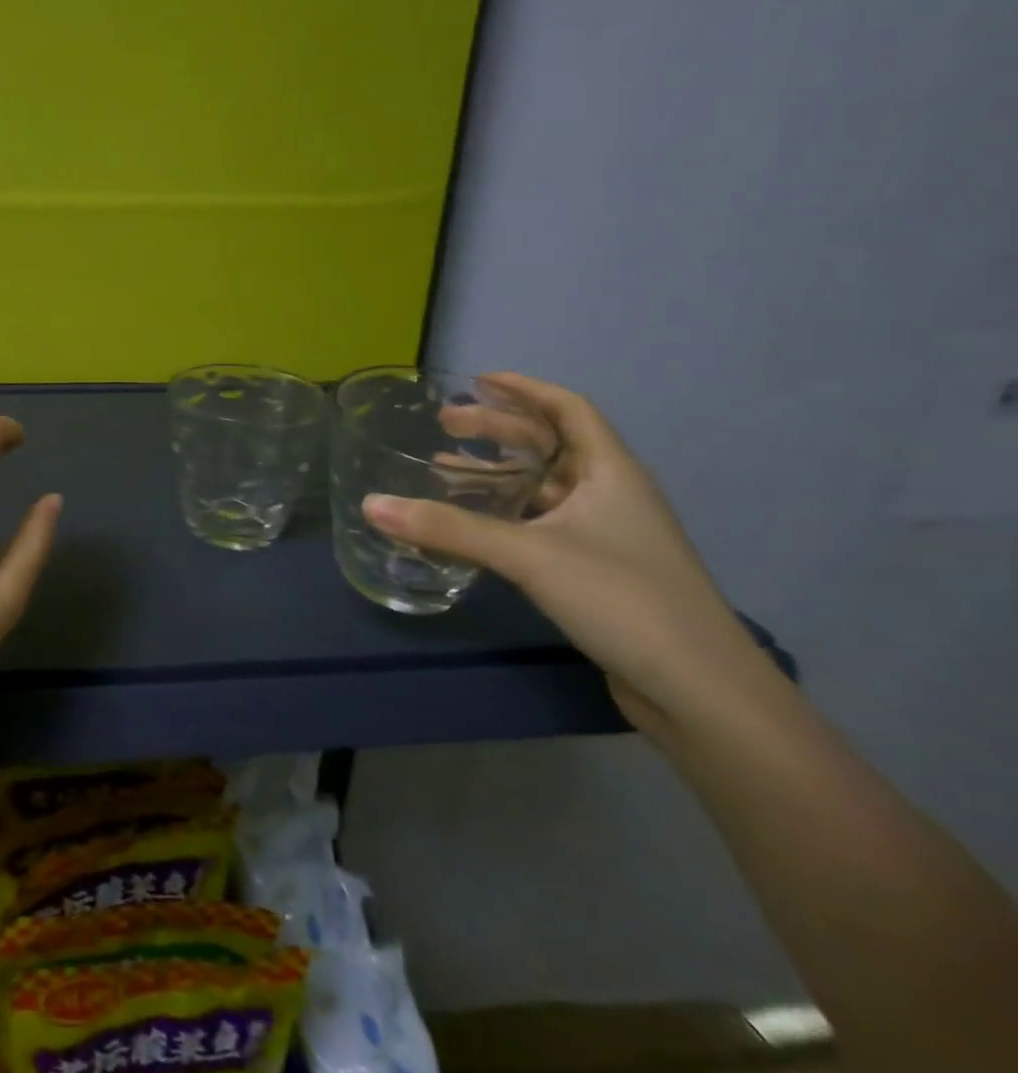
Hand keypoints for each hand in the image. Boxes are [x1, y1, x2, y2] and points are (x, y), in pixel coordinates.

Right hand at [362, 373, 779, 737]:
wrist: (701, 692)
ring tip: (446, 469)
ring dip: (498, 473)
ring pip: (545, 487)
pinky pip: (542, 524)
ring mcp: (608, 536)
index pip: (568, 409)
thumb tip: (371, 505)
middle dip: (498, 429)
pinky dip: (506, 514)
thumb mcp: (529, 555)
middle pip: (551, 445)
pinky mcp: (598, 572)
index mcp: (611, 472)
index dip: (525, 388)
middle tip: (445, 424)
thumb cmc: (623, 600)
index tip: (478, 379)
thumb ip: (449, 529)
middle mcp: (612, 495)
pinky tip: (476, 527)